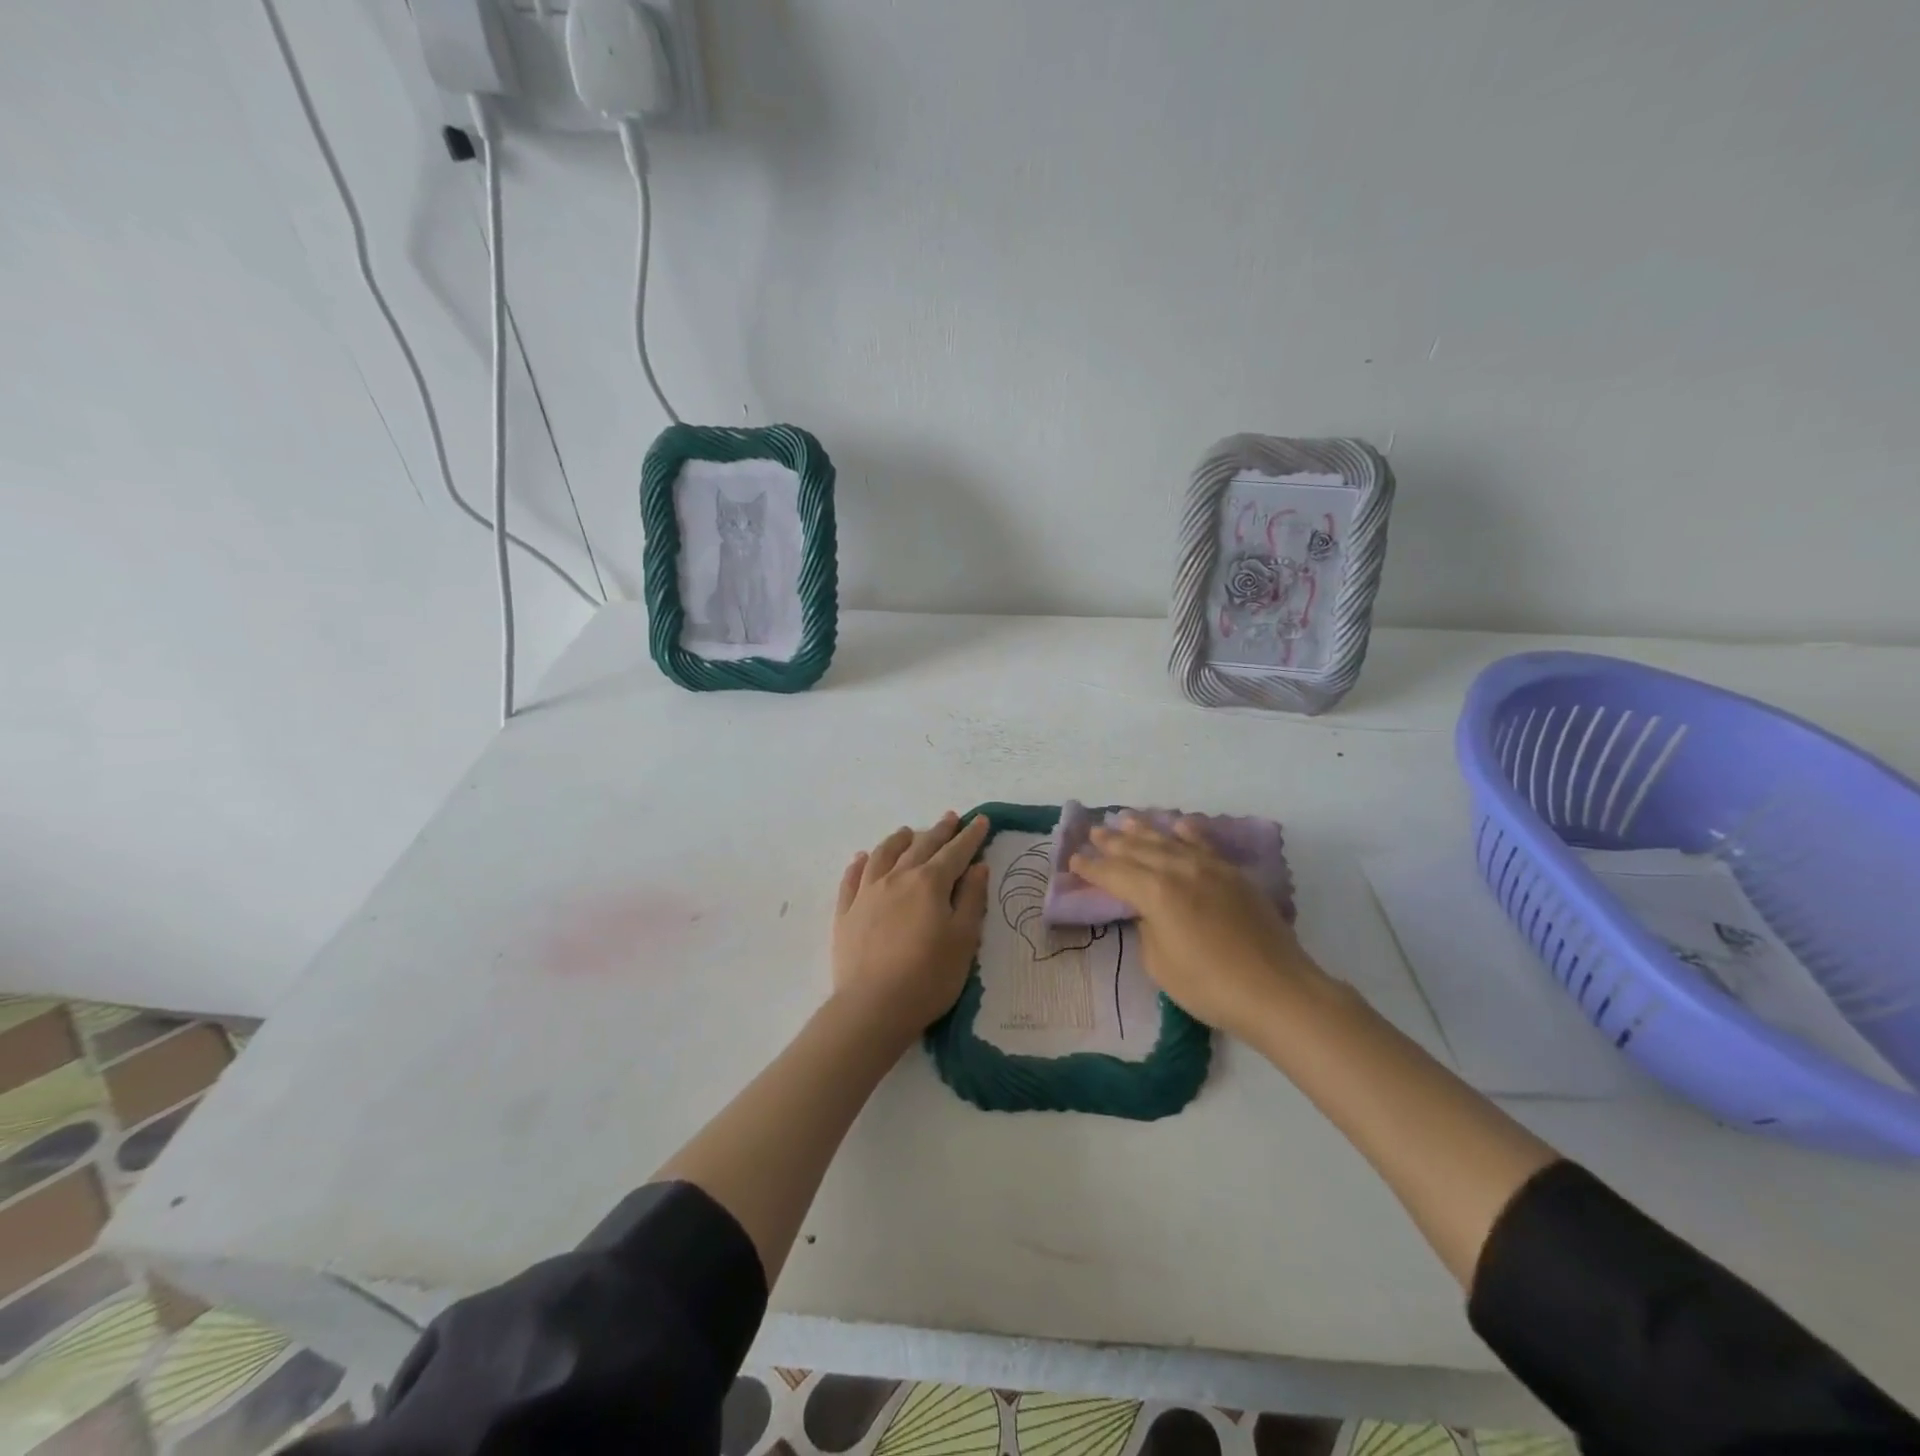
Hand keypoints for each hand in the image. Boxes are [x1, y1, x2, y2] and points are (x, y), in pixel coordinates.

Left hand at [832, 812, 991, 1036]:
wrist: (873, 1006)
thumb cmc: (929, 976)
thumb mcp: (964, 939)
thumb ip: (972, 899)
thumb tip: (978, 867)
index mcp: (930, 883)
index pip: (955, 852)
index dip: (970, 836)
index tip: (980, 820)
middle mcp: (897, 878)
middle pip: (921, 846)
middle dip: (939, 831)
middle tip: (950, 818)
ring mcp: (867, 893)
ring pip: (883, 854)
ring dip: (898, 840)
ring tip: (907, 831)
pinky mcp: (846, 912)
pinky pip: (851, 878)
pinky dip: (859, 863)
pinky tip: (862, 858)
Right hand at [1071, 815, 1322, 1039]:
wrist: (1277, 990)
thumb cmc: (1210, 986)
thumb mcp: (1160, 965)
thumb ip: (1146, 929)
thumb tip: (1146, 911)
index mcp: (1154, 893)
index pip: (1113, 874)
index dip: (1091, 868)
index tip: (1074, 861)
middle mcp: (1178, 870)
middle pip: (1137, 850)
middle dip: (1112, 842)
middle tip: (1093, 832)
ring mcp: (1209, 868)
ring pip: (1168, 840)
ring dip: (1143, 830)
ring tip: (1124, 819)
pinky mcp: (1233, 874)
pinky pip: (1203, 843)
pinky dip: (1187, 832)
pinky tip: (1178, 824)